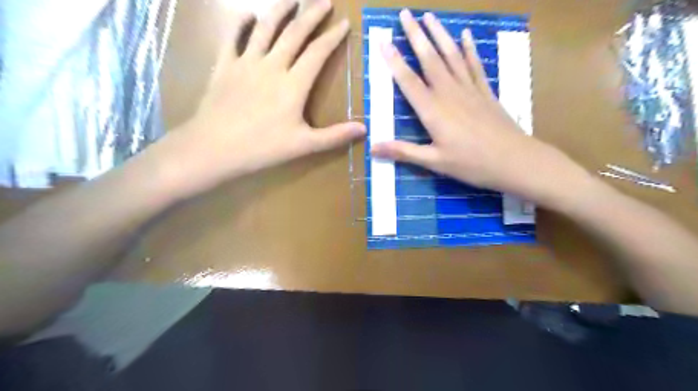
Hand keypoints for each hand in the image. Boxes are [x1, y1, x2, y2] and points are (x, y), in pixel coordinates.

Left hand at [170, 1, 365, 192]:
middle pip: (294, 33)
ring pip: (265, 28)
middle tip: (324, 1)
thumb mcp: (304, 145)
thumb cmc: (263, 148)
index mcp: (293, 84)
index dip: (333, 37)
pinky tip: (248, 15)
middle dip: (312, 15)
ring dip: (280, 10)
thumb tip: (364, 130)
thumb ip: (335, 136)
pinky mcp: (224, 66)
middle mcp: (272, 65)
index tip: (345, 23)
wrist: (215, 147)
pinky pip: (232, 37)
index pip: (318, 53)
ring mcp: (246, 62)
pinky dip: (240, 24)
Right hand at [371, 9, 586, 205]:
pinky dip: (468, 49)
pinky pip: (474, 65)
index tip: (383, 41)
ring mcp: (469, 89)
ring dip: (439, 35)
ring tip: (428, 16)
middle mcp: (449, 93)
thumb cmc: (471, 163)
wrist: (513, 160)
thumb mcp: (434, 161)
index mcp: (433, 110)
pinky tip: (464, 34)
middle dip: (415, 36)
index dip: (394, 61)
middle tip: (405, 14)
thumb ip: (403, 151)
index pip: (408, 81)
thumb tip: (372, 149)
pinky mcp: (485, 92)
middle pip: (429, 60)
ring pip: (451, 56)